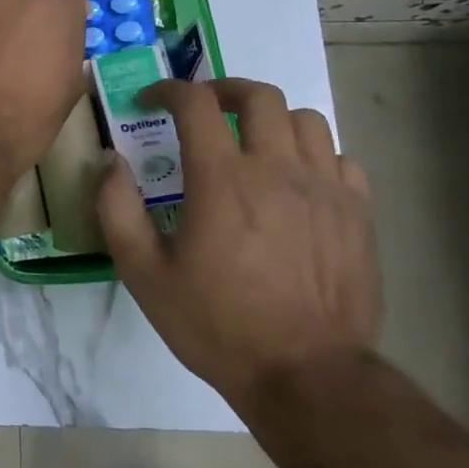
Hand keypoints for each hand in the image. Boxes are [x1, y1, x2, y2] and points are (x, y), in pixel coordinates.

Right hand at [97, 77, 380, 410]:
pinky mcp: (359, 214)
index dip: (168, 90)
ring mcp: (326, 189)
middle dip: (223, 89)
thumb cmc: (217, 324)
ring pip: (305, 119)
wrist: (308, 378)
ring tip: (252, 142)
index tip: (151, 101)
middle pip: (258, 95)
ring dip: (271, 119)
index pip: (195, 102)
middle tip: (203, 109)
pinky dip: (314, 154)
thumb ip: (117, 208)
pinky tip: (297, 180)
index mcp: (222, 179)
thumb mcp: (144, 273)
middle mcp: (277, 170)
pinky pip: (340, 158)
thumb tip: (109, 161)